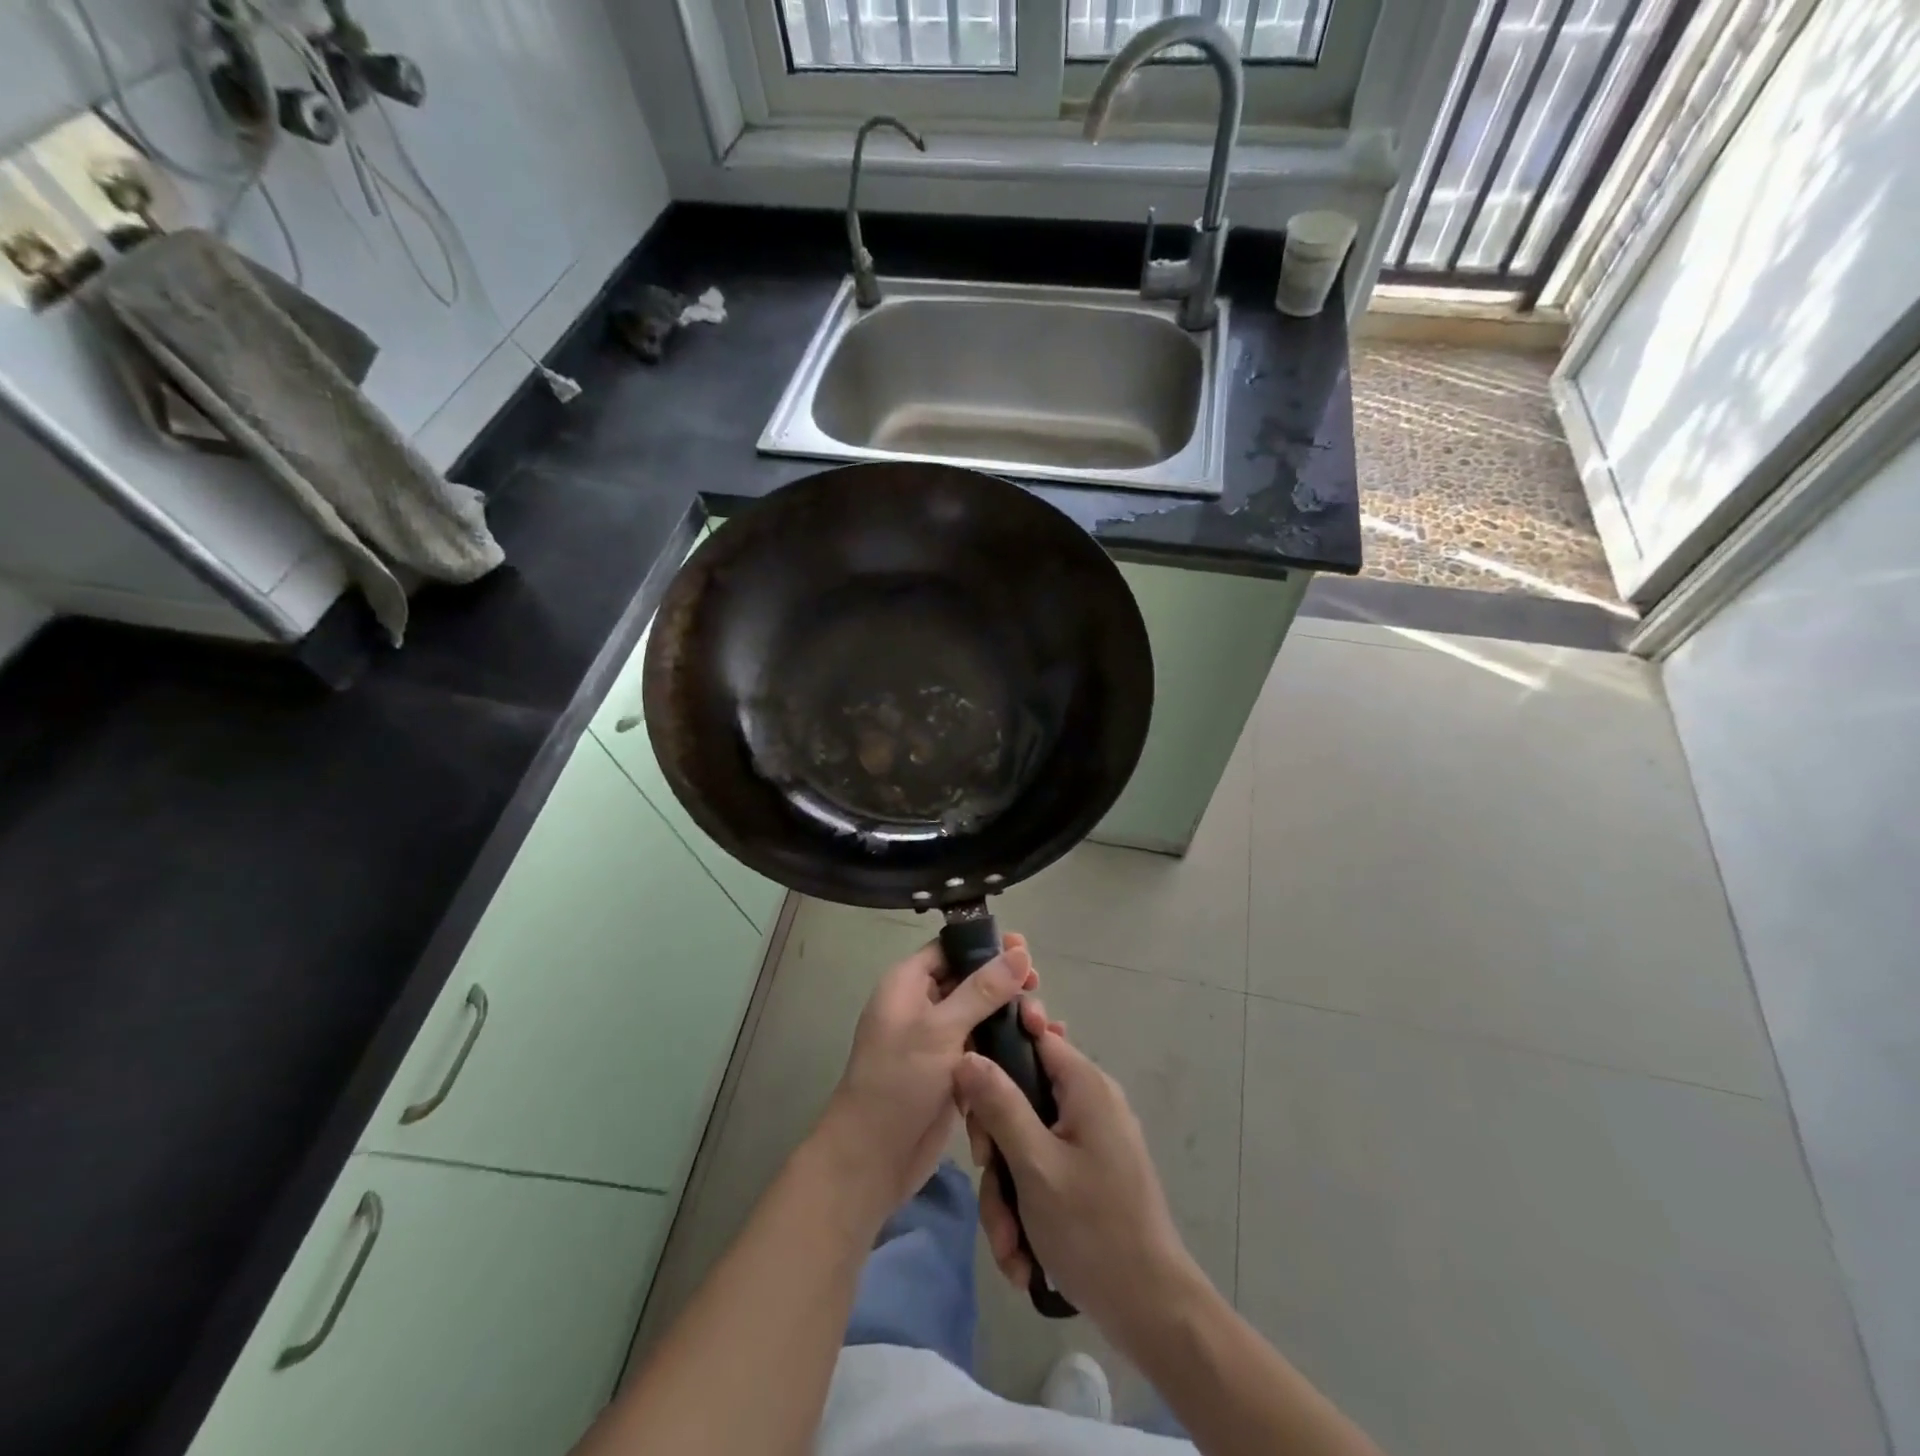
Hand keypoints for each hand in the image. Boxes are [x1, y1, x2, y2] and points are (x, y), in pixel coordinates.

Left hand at [815, 932, 1037, 1226]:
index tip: (1025, 951)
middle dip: (1005, 985)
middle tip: (1037, 989)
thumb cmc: (899, 1081)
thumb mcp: (941, 1029)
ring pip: (982, 1016)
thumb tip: (1019, 952)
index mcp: (907, 984)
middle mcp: (921, 1006)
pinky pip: (984, 1048)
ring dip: (1011, 1018)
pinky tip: (1040, 1048)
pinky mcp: (952, 1072)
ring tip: (1044, 1026)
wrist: (873, 1159)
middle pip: (971, 981)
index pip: (950, 949)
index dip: (986, 946)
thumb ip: (983, 990)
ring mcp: (937, 1041)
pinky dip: (1007, 1047)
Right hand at [955, 1010, 1201, 1349]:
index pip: (1034, 1034)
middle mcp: (1089, 1102)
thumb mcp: (1034, 1164)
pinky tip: (1022, 1254)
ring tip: (1009, 1244)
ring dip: (1007, 1193)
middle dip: (997, 1145)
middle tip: (988, 1174)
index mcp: (1085, 1085)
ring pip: (1024, 1143)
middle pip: (1020, 1096)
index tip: (967, 1082)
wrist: (1151, 1311)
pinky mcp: (1087, 1174)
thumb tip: (967, 1054)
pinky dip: (1026, 1209)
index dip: (996, 1048)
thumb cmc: (1092, 1228)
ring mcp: (1089, 1140)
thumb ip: (999, 1104)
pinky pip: (1041, 1172)